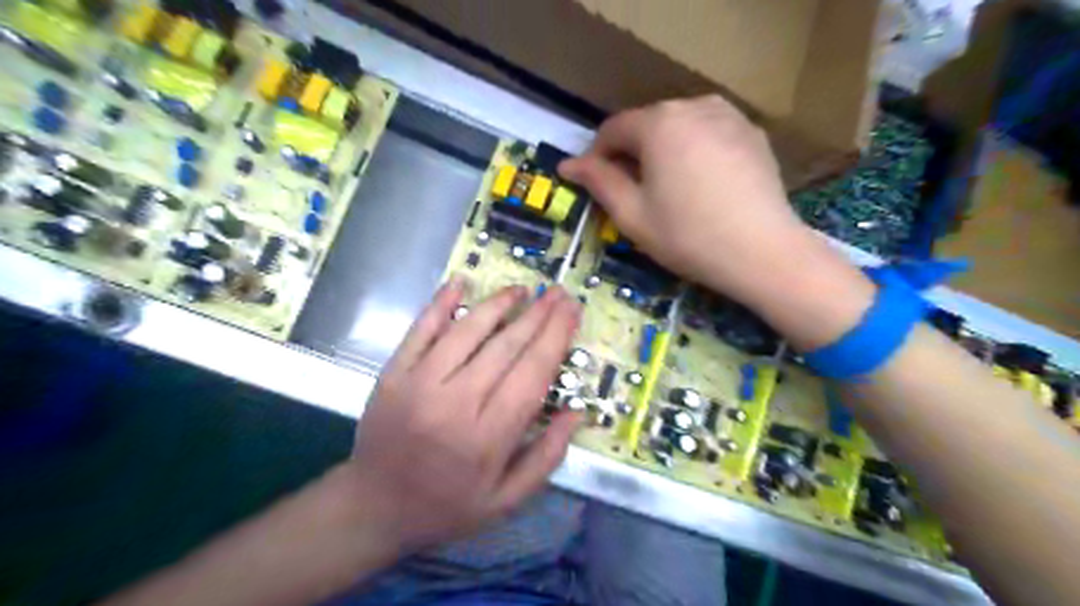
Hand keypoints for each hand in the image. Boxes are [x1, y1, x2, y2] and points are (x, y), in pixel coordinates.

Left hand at [343, 282, 583, 551]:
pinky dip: (440, 303)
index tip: (572, 311)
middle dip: (538, 315)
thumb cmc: (446, 506)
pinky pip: (420, 329)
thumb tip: (577, 412)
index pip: (532, 373)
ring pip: (467, 331)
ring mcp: (419, 383)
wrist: (373, 507)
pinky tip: (460, 282)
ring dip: (498, 304)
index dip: (555, 337)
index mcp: (487, 438)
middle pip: (505, 346)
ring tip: (523, 289)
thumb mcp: (506, 501)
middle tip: (558, 292)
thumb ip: (546, 457)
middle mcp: (455, 403)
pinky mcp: (393, 373)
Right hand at [556, 97, 810, 308]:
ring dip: (663, 151)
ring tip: (667, 188)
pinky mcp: (752, 132)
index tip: (595, 185)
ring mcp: (729, 115)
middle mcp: (693, 105)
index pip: (613, 129)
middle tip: (632, 192)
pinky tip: (701, 184)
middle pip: (647, 124)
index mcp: (659, 122)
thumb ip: (599, 182)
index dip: (597, 156)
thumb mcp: (632, 214)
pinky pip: (708, 133)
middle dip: (631, 153)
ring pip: (679, 127)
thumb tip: (568, 164)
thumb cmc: (688, 236)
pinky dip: (694, 151)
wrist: (763, 252)